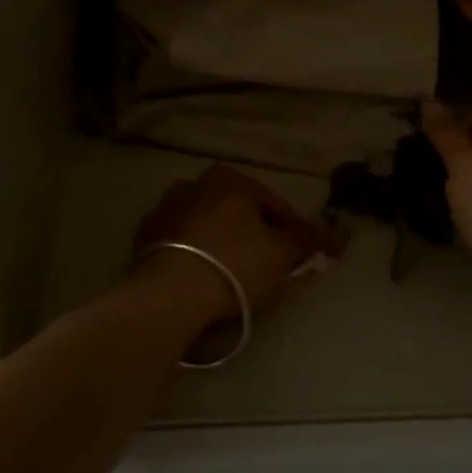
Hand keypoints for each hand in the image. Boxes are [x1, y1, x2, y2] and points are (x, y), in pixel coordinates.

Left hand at [133, 164, 334, 320]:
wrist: (170, 294)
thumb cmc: (234, 264)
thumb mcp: (282, 253)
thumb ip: (307, 241)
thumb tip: (328, 237)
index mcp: (230, 178)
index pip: (275, 205)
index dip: (295, 232)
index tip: (305, 256)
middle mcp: (194, 183)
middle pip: (238, 213)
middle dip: (255, 236)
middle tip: (270, 268)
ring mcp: (164, 209)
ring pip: (207, 226)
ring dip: (222, 243)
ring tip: (234, 277)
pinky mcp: (144, 237)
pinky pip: (181, 244)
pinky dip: (194, 255)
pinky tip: (202, 279)